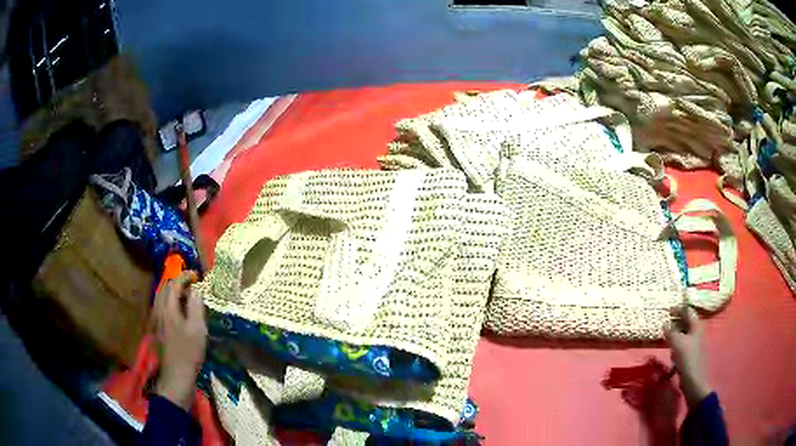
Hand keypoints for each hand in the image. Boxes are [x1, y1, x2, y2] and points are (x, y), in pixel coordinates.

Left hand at [154, 271, 206, 410]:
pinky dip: (170, 301)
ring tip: (186, 295)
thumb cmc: (189, 352)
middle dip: (178, 282)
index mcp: (168, 308)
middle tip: (192, 284)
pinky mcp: (158, 328)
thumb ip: (196, 306)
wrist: (176, 375)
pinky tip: (179, 311)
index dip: (185, 276)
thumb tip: (196, 290)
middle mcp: (159, 310)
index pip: (174, 284)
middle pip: (165, 288)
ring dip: (173, 291)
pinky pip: (162, 306)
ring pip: (162, 297)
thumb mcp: (198, 329)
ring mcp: (157, 320)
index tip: (197, 276)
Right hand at [665, 307, 711, 407]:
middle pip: (687, 322)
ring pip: (685, 334)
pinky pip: (684, 345)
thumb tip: (665, 323)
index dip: (678, 309)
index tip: (667, 310)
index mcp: (696, 326)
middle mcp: (697, 332)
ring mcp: (696, 344)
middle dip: (676, 322)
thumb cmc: (688, 360)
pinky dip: (677, 346)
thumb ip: (671, 332)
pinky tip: (672, 354)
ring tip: (667, 339)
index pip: (688, 311)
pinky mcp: (692, 355)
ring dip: (676, 335)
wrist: (695, 382)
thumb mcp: (677, 344)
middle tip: (665, 324)